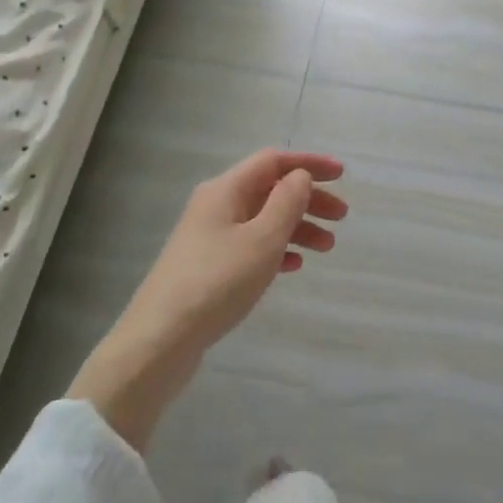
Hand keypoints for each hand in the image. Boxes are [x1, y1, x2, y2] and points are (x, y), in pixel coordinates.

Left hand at [69, 149, 345, 448]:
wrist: (159, 341)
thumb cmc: (216, 283)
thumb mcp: (262, 239)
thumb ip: (287, 202)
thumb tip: (300, 176)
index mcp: (226, 190)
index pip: (273, 161)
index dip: (309, 164)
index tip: (342, 175)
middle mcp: (216, 205)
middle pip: (270, 189)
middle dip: (308, 199)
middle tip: (341, 217)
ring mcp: (210, 236)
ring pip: (263, 219)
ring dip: (297, 226)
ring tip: (327, 247)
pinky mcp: (208, 266)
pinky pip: (251, 244)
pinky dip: (277, 248)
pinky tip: (294, 265)